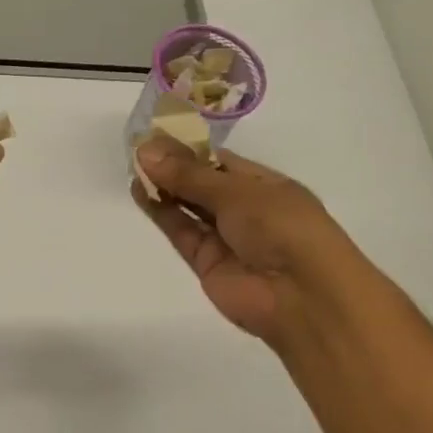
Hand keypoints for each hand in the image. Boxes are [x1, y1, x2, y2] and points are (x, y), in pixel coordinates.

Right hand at [132, 138, 360, 348]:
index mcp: (266, 185)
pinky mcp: (206, 263)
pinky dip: (162, 213)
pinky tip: (140, 192)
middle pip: (203, 184)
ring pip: (189, 208)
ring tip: (133, 167)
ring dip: (164, 188)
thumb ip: (189, 175)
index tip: (155, 136)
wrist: (300, 296)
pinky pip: (182, 232)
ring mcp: (226, 238)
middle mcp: (247, 209)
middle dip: (173, 167)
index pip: (222, 161)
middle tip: (137, 149)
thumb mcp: (237, 191)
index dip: (190, 149)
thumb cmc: (282, 227)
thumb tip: (146, 151)